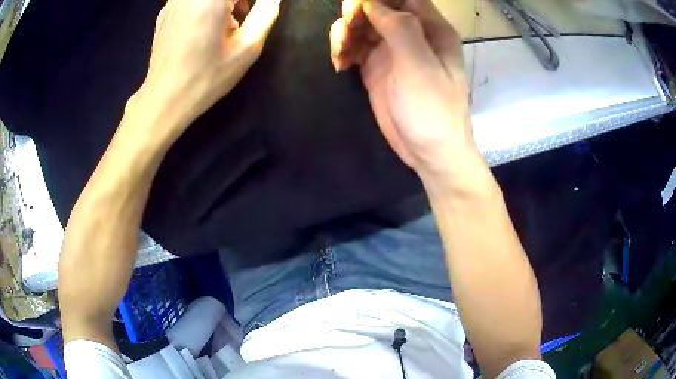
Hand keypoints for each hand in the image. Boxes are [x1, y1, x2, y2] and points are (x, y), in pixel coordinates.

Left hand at [134, 0, 280, 140]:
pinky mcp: (165, 11)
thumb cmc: (207, 77)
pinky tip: (207, 26)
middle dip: (239, 1)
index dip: (254, 2)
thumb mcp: (247, 47)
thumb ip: (267, 12)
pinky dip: (206, 5)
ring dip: (225, 2)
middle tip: (245, 17)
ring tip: (228, 24)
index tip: (256, 13)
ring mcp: (174, 0)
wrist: (164, 100)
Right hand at [330, 0, 478, 184]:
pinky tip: (340, 64)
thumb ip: (398, 28)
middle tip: (347, 30)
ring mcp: (393, 50)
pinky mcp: (377, 67)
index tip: (357, 8)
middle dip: (357, 12)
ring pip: (363, 24)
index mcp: (431, 29)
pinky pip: (355, 46)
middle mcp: (412, 34)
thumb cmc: (432, 110)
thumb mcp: (419, 65)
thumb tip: (371, 3)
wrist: (430, 152)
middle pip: (379, 7)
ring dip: (345, 32)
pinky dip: (343, 49)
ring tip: (341, 52)